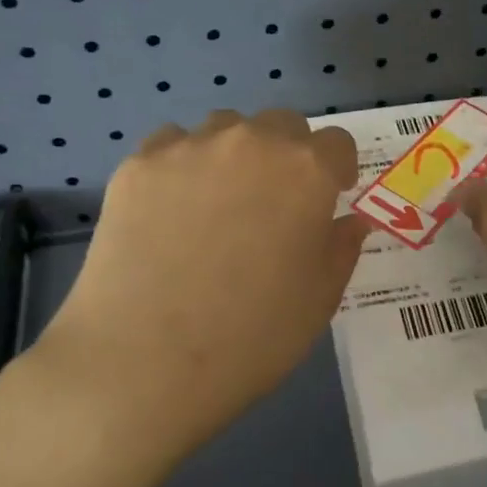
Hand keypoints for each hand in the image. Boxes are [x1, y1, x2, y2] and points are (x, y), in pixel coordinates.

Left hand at [26, 109, 370, 452]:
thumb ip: (342, 247)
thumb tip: (348, 220)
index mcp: (306, 172)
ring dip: (235, 153)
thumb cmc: (251, 336)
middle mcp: (252, 143)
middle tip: (273, 204)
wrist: (143, 361)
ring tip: (217, 203)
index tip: (328, 200)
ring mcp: (190, 148)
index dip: (337, 171)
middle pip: (282, 124)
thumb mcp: (320, 298)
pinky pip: (171, 145)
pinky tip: (170, 210)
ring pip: (225, 128)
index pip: (337, 143)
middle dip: (288, 154)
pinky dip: (182, 165)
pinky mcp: (138, 165)